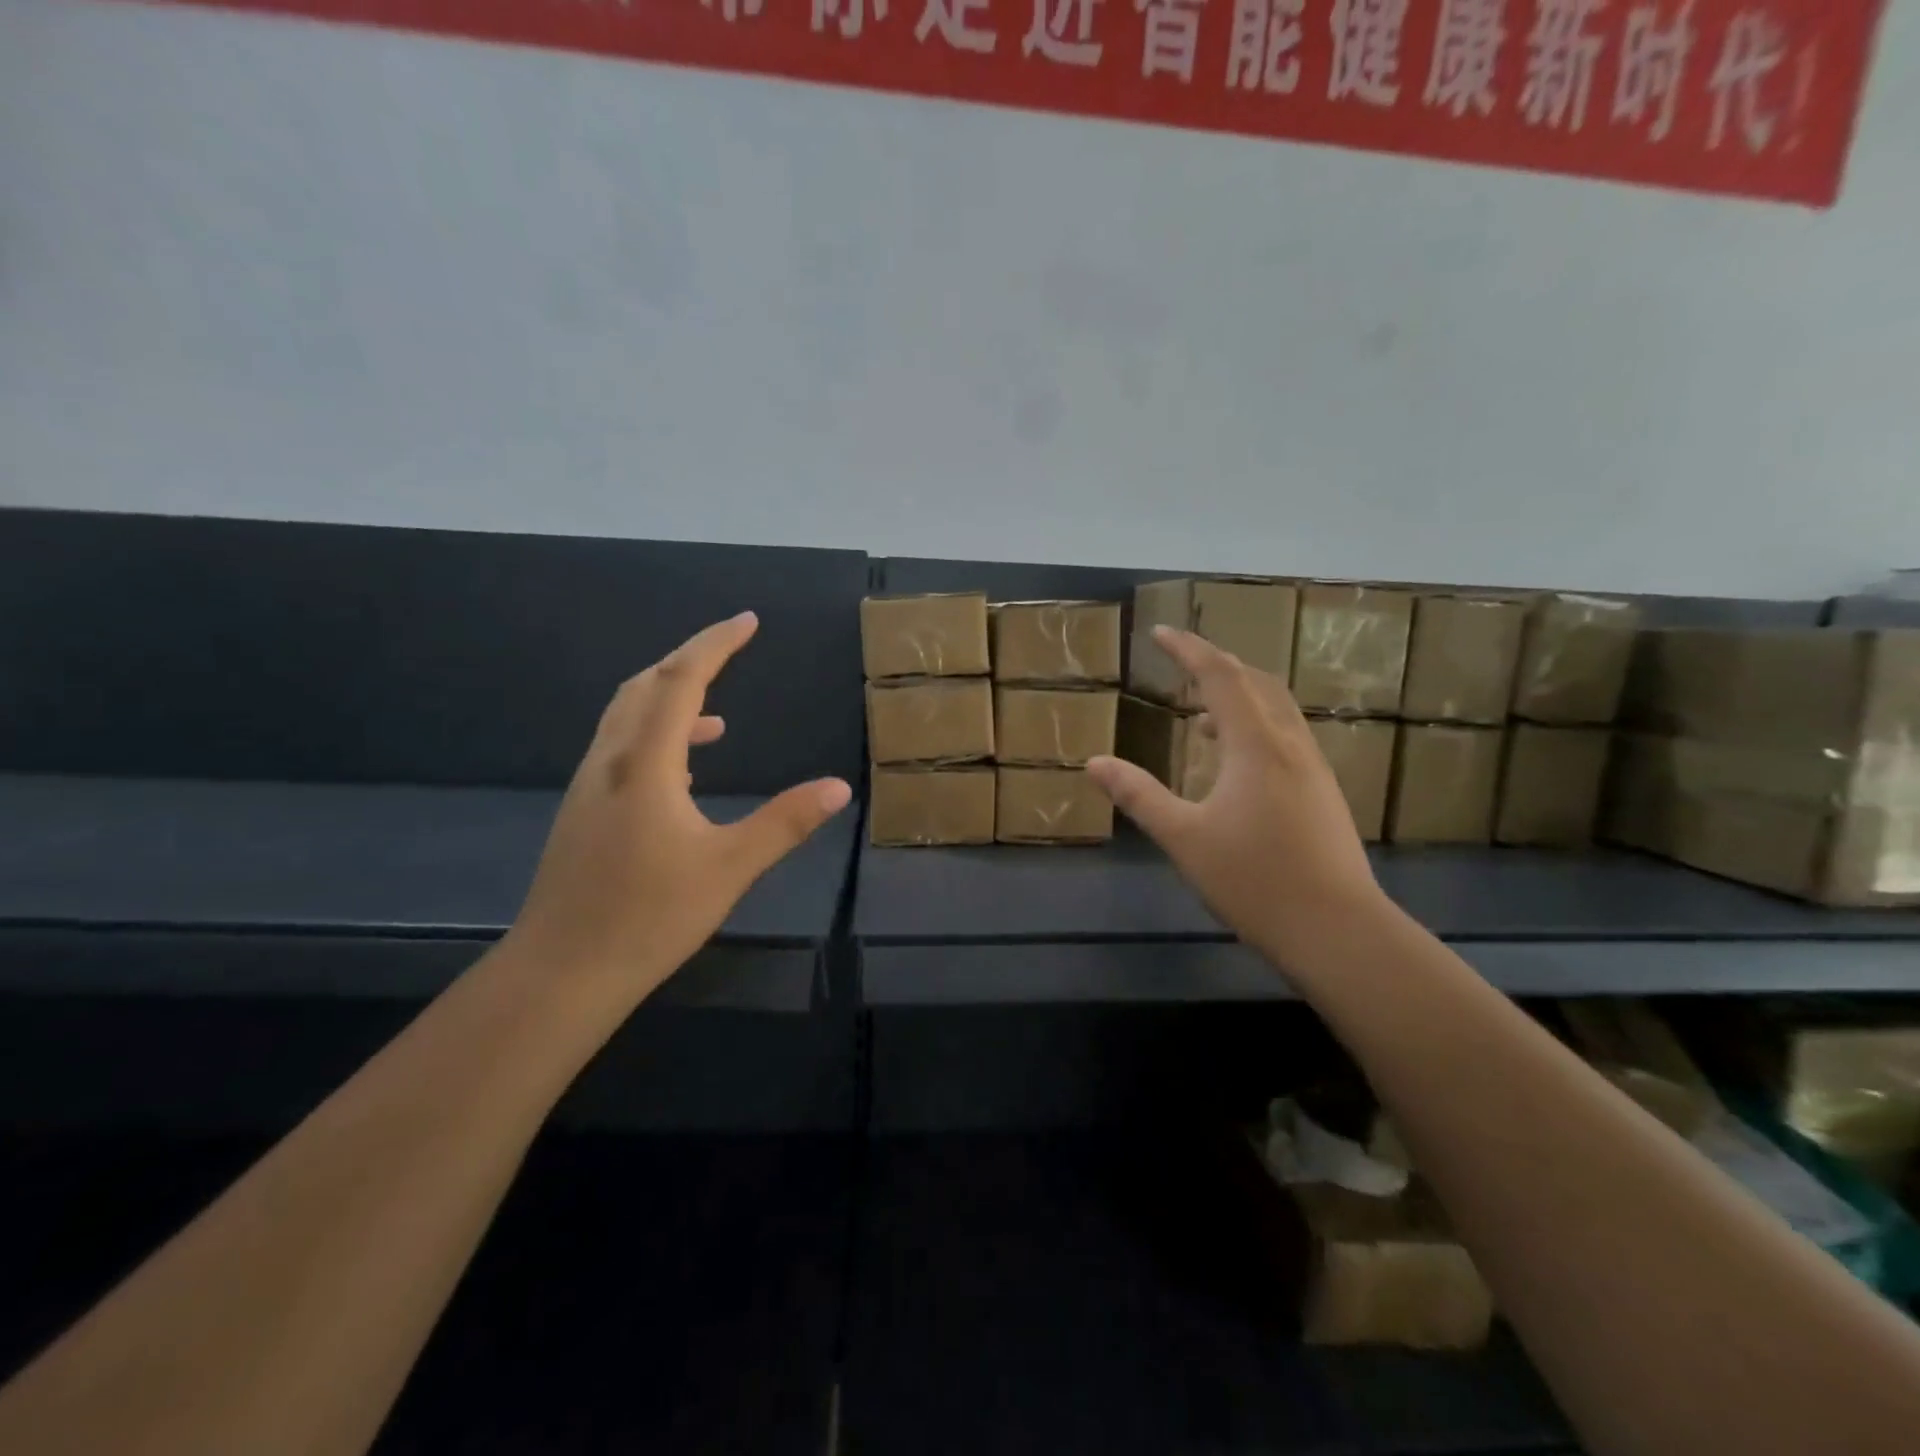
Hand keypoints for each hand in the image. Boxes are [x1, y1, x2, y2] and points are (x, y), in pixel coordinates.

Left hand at [500, 612, 850, 1004]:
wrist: (560, 972)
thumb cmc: (648, 916)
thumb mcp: (730, 868)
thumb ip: (785, 822)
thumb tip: (838, 787)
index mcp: (646, 763)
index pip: (682, 681)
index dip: (715, 644)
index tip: (748, 621)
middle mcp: (611, 761)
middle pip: (646, 686)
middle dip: (689, 661)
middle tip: (730, 651)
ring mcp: (590, 787)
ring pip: (627, 717)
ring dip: (669, 699)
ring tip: (717, 715)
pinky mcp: (583, 812)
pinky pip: (622, 749)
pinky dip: (656, 737)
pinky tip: (684, 772)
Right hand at [1087, 626, 1387, 976]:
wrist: (1338, 930)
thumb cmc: (1254, 880)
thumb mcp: (1184, 837)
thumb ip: (1138, 795)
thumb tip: (1094, 762)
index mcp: (1256, 744)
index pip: (1220, 676)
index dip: (1188, 649)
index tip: (1160, 632)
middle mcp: (1290, 743)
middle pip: (1255, 681)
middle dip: (1216, 664)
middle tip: (1181, 662)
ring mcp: (1313, 767)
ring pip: (1276, 708)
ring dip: (1239, 695)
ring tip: (1200, 712)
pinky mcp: (1322, 791)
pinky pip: (1286, 734)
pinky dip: (1255, 724)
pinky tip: (1235, 760)